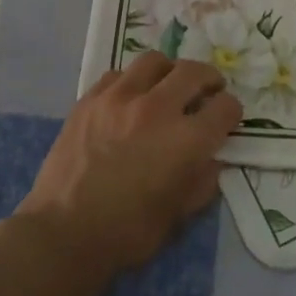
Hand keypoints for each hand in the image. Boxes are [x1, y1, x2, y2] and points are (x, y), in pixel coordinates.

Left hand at [18, 52, 241, 279]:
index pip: (225, 107)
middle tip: (208, 90)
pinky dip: (132, 82)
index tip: (227, 119)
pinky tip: (130, 100)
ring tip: (168, 86)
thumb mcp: (181, 214)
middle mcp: (158, 108)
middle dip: (209, 79)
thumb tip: (210, 158)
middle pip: (194, 72)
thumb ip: (204, 180)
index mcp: (187, 139)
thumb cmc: (129, 231)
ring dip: (170, 72)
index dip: (231, 112)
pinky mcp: (89, 100)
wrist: (64, 233)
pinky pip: (118, 75)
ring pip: (155, 61)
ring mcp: (120, 98)